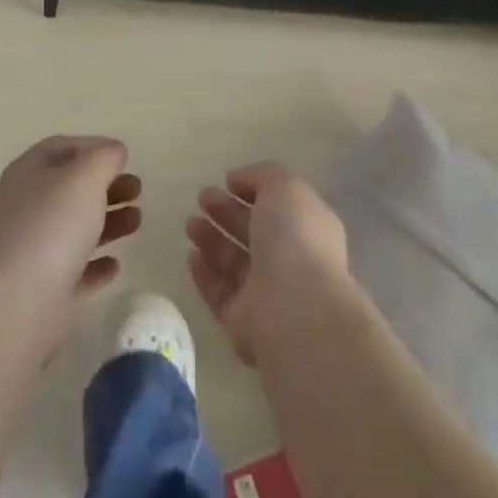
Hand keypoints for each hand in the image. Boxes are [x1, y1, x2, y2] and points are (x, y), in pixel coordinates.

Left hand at [0, 137, 141, 335]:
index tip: (125, 158)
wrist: (18, 300)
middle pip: (72, 188)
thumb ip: (104, 157)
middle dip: (107, 186)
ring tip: (137, 222)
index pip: (62, 148)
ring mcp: (32, 248)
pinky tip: (114, 265)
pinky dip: (95, 265)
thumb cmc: (53, 224)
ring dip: (108, 222)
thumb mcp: (85, 176)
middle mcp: (27, 206)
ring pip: (75, 228)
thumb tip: (113, 152)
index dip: (94, 147)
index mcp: (30, 172)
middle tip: (138, 191)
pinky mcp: (42, 287)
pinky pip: (73, 269)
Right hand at [186, 163, 350, 364]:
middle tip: (201, 198)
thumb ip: (261, 176)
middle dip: (226, 213)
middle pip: (253, 233)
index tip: (226, 182)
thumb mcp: (285, 187)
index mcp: (307, 228)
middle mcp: (290, 261)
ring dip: (211, 240)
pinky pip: (220, 292)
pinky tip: (191, 256)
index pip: (278, 207)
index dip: (252, 191)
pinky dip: (205, 274)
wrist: (295, 309)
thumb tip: (237, 181)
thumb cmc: (295, 239)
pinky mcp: (243, 321)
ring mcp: (266, 293)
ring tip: (190, 224)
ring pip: (233, 262)